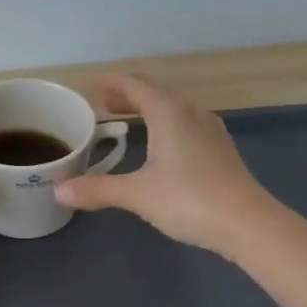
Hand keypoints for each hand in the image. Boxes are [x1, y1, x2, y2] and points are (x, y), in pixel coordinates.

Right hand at [53, 73, 271, 252]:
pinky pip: (185, 125)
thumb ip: (98, 189)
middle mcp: (190, 112)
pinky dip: (164, 126)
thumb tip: (59, 191)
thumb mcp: (137, 194)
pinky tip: (159, 147)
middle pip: (154, 93)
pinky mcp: (220, 149)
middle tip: (102, 107)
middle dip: (127, 97)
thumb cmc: (188, 199)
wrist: (247, 223)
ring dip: (148, 111)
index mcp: (168, 112)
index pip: (134, 84)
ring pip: (173, 109)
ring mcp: (210, 130)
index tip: (90, 88)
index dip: (111, 83)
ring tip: (126, 123)